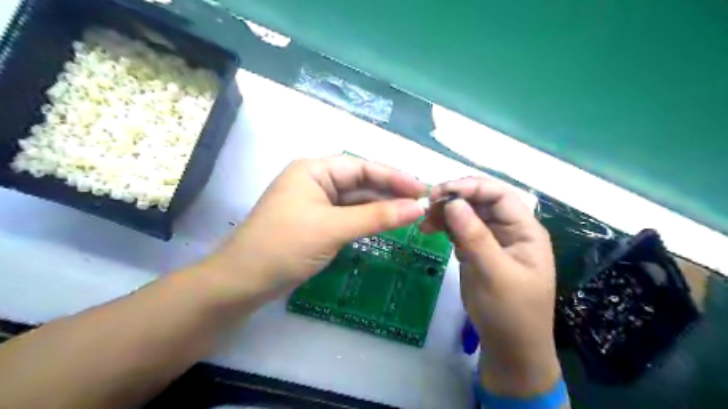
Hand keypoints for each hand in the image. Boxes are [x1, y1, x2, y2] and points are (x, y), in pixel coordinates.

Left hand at [199, 154, 427, 307]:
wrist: (243, 282)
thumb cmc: (284, 246)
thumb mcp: (333, 228)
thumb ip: (377, 217)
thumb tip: (418, 207)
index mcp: (314, 170)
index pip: (362, 167)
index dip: (394, 176)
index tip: (422, 188)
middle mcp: (316, 181)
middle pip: (361, 183)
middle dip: (391, 192)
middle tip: (422, 203)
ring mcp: (316, 203)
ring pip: (357, 201)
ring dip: (382, 207)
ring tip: (412, 214)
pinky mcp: (318, 223)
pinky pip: (349, 216)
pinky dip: (368, 220)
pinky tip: (388, 224)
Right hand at [418, 175, 558, 396]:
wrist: (509, 348)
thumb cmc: (510, 313)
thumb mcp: (494, 274)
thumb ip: (475, 236)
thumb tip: (453, 202)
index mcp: (524, 230)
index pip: (499, 194)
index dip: (471, 187)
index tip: (442, 192)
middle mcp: (509, 230)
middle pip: (481, 201)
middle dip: (455, 198)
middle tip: (427, 206)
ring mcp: (491, 240)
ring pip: (467, 214)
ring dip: (446, 212)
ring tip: (424, 221)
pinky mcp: (477, 251)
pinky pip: (460, 230)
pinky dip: (445, 226)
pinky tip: (430, 229)